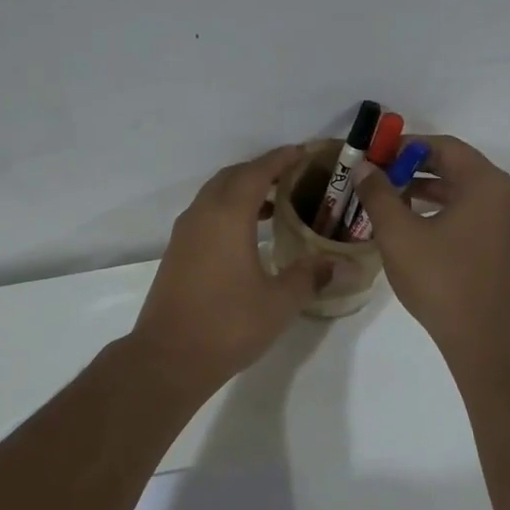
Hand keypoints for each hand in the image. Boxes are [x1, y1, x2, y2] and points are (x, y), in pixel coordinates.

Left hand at [129, 146, 328, 389]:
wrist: (169, 357)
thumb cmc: (228, 325)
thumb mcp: (279, 302)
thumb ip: (310, 276)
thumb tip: (340, 264)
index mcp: (227, 216)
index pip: (256, 172)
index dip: (281, 158)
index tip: (303, 152)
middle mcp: (202, 215)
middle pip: (232, 177)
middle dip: (261, 170)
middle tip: (293, 177)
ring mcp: (184, 234)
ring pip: (215, 195)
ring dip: (243, 191)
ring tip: (275, 204)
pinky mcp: (177, 253)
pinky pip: (205, 215)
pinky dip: (228, 211)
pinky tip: (248, 235)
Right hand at [347, 136, 509, 358]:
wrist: (481, 335)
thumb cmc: (440, 278)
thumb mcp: (398, 233)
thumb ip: (379, 194)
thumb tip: (364, 168)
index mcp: (485, 183)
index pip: (443, 147)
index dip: (405, 147)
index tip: (375, 157)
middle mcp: (503, 195)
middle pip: (455, 166)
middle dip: (414, 168)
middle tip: (378, 177)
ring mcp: (506, 222)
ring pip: (462, 192)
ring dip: (426, 190)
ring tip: (389, 199)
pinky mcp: (502, 245)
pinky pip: (470, 213)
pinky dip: (441, 210)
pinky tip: (412, 225)